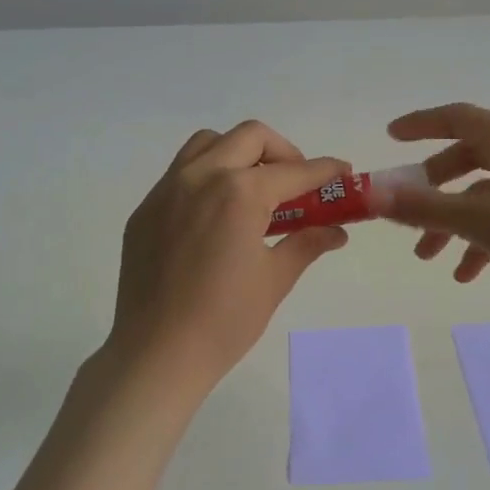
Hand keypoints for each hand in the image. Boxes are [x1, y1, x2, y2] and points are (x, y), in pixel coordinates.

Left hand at [105, 121, 350, 396]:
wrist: (157, 353)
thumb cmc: (225, 320)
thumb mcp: (275, 279)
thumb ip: (307, 243)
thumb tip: (337, 232)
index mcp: (239, 193)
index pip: (294, 171)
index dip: (325, 170)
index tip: (344, 171)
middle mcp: (202, 177)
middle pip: (250, 137)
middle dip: (283, 152)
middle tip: (296, 183)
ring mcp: (167, 190)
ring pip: (208, 144)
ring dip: (239, 153)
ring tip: (254, 189)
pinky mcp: (146, 210)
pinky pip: (181, 173)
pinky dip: (207, 176)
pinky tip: (216, 215)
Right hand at [380, 103, 489, 324]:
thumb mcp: (481, 220)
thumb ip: (424, 208)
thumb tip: (372, 195)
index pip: (457, 117)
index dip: (421, 124)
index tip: (390, 137)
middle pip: (466, 159)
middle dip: (431, 187)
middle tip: (405, 212)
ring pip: (482, 196)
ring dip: (451, 222)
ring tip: (428, 257)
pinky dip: (480, 242)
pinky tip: (467, 274)